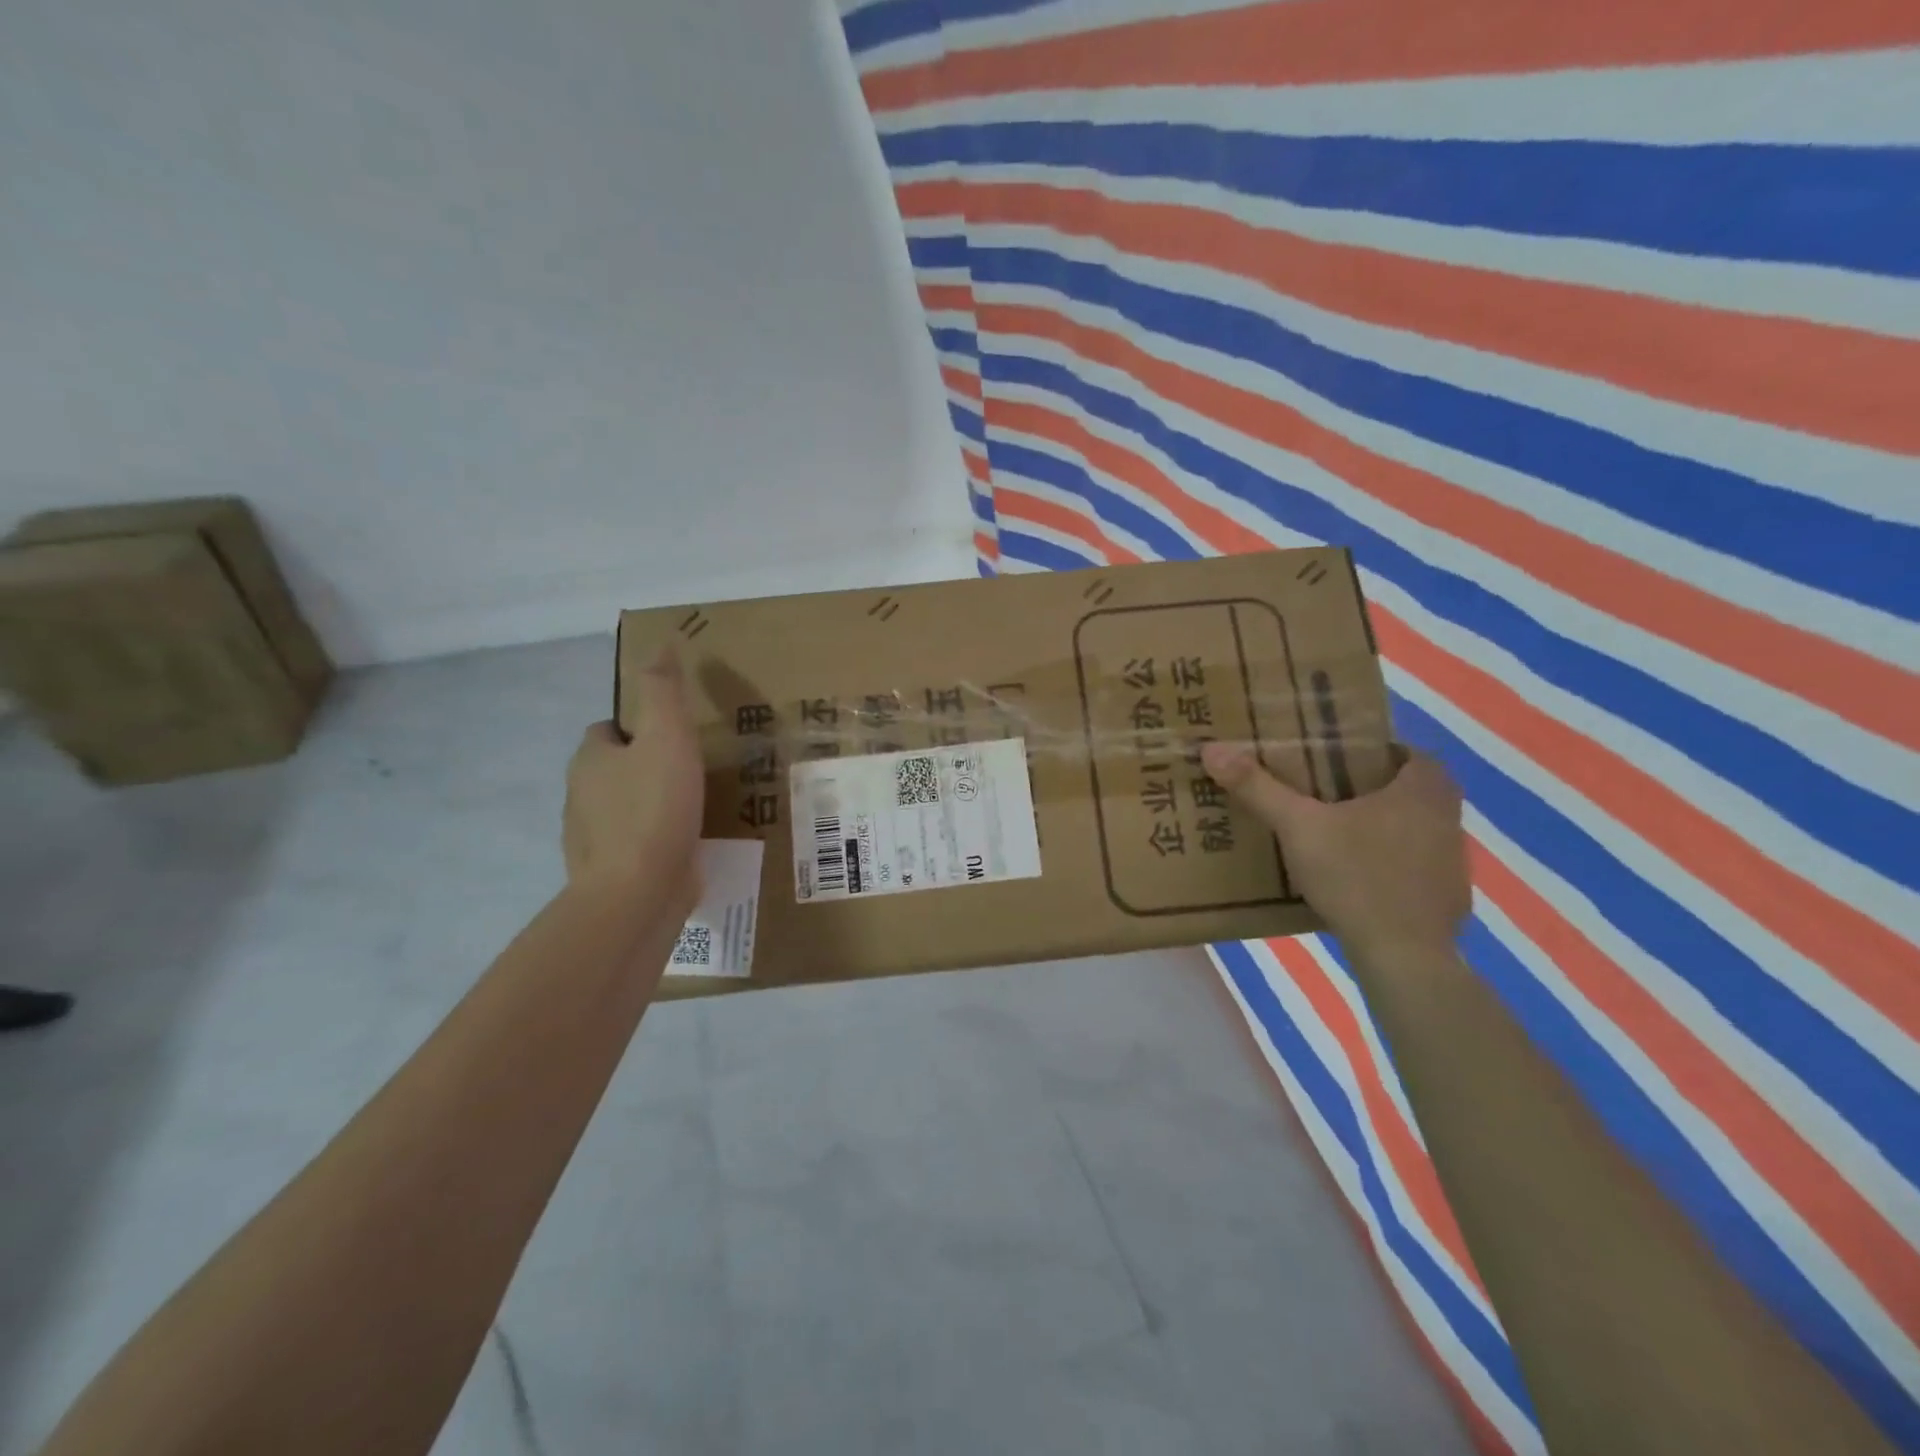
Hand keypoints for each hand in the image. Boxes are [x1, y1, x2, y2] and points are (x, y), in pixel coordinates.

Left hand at [563, 648, 704, 910]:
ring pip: (623, 808)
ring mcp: (591, 838)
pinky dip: (654, 840)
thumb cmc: (654, 808)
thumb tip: (661, 644)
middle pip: (614, 769)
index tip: (675, 737)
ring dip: (651, 805)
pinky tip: (684, 845)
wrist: (637, 893)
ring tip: (694, 808)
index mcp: (590, 760)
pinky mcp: (609, 872)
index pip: (608, 731)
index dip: (639, 728)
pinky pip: (634, 844)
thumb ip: (663, 691)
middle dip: (646, 767)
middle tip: (692, 771)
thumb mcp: (667, 737)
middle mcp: (581, 796)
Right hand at [1200, 742, 1470, 960]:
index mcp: (1422, 789)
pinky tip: (1353, 879)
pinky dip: (1388, 867)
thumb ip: (1257, 788)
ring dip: (1382, 828)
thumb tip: (1212, 749)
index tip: (1338, 758)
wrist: (1403, 956)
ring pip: (1414, 830)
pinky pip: (1414, 869)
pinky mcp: (1446, 900)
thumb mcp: (1297, 826)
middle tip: (1327, 793)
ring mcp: (1453, 863)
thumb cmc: (1356, 876)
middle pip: (1411, 791)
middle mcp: (1448, 819)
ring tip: (1333, 834)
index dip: (1376, 751)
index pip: (1408, 752)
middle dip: (1373, 789)